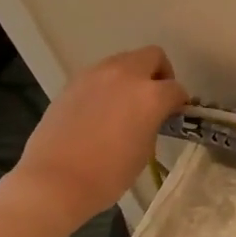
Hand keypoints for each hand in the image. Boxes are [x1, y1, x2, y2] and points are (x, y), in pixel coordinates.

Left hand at [6, 45, 188, 220]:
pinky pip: (100, 74)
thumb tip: (151, 116)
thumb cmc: (109, 173)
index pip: (176, 89)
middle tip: (155, 99)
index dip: (179, 103)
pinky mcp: (73, 82)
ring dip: (132, 76)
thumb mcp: (145, 149)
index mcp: (150, 95)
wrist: (56, 180)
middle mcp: (125, 75)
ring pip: (124, 61)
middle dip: (159, 73)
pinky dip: (109, 85)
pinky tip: (102, 111)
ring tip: (126, 105)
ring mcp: (95, 75)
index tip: (175, 116)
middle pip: (152, 56)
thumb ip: (153, 123)